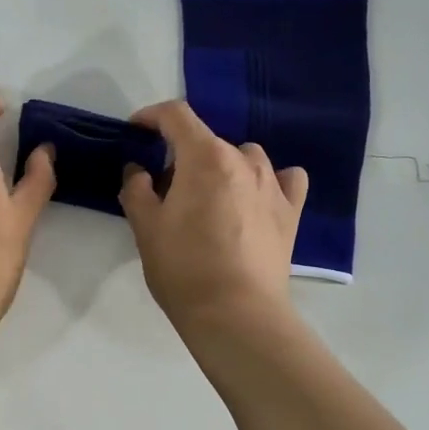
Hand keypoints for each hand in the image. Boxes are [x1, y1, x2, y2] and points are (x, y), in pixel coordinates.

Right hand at [120, 101, 306, 334]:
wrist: (236, 314)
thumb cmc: (184, 268)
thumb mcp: (145, 228)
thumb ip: (136, 189)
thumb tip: (139, 170)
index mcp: (205, 157)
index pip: (176, 116)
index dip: (152, 116)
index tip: (137, 130)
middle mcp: (243, 160)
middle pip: (207, 141)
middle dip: (182, 156)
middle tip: (165, 190)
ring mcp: (273, 184)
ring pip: (245, 157)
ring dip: (223, 167)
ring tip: (210, 198)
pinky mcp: (292, 211)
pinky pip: (284, 179)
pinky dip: (269, 181)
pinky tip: (257, 199)